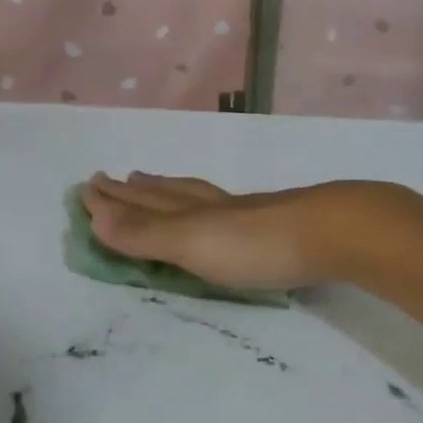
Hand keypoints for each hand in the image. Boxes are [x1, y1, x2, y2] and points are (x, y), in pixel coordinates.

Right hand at [81, 172, 394, 291]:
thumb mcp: (193, 242)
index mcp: (191, 210)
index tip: (88, 186)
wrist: (335, 232)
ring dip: (168, 190)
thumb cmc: (257, 244)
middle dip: (137, 190)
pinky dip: (206, 202)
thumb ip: (146, 233)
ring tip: (152, 181)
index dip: (115, 198)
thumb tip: (94, 214)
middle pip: (167, 193)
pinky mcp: (274, 221)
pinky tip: (219, 206)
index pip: (144, 202)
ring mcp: (246, 211)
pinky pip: (224, 206)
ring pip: (196, 195)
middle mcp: (214, 205)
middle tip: (115, 178)